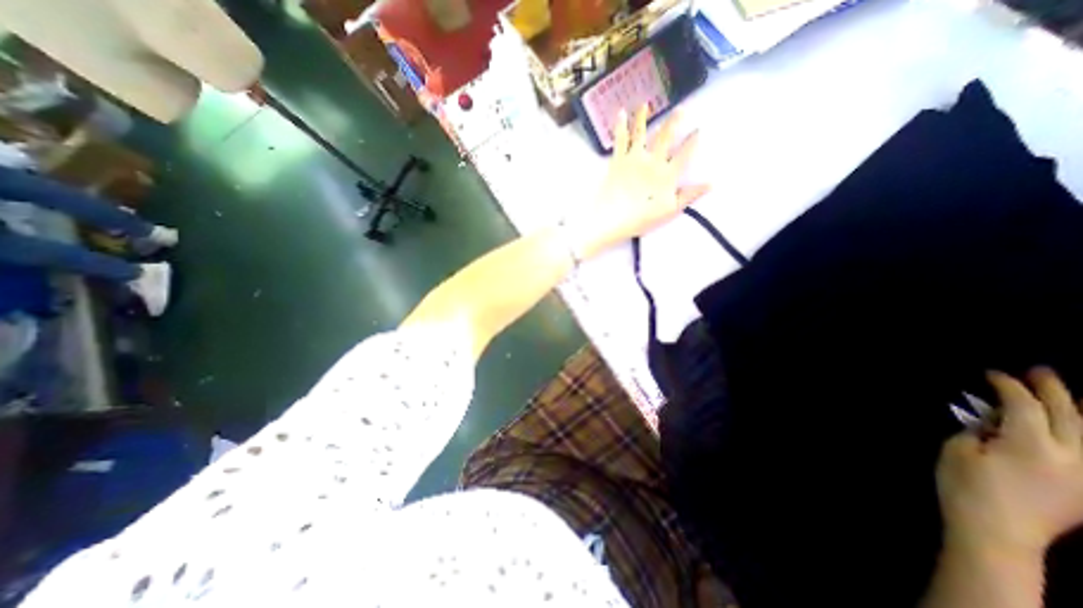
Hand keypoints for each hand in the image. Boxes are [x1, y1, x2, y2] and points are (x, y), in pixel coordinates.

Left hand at [568, 105, 711, 261]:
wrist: (612, 217)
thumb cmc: (641, 217)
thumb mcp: (669, 209)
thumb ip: (689, 195)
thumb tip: (711, 183)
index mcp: (667, 174)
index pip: (685, 153)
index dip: (693, 141)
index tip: (699, 129)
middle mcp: (652, 161)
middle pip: (665, 137)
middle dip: (674, 121)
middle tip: (681, 108)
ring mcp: (634, 158)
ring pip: (641, 132)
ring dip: (644, 117)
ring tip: (645, 103)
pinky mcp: (618, 160)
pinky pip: (620, 139)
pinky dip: (620, 125)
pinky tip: (620, 113)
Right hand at [936, 369, 1082, 557]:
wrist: (997, 533)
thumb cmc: (966, 486)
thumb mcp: (957, 451)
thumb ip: (978, 430)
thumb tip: (993, 420)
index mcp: (1030, 445)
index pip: (1024, 405)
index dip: (1008, 386)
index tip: (992, 374)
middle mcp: (1072, 458)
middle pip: (1070, 416)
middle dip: (1054, 390)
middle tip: (1040, 372)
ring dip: (1078, 411)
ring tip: (1064, 396)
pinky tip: (1074, 428)